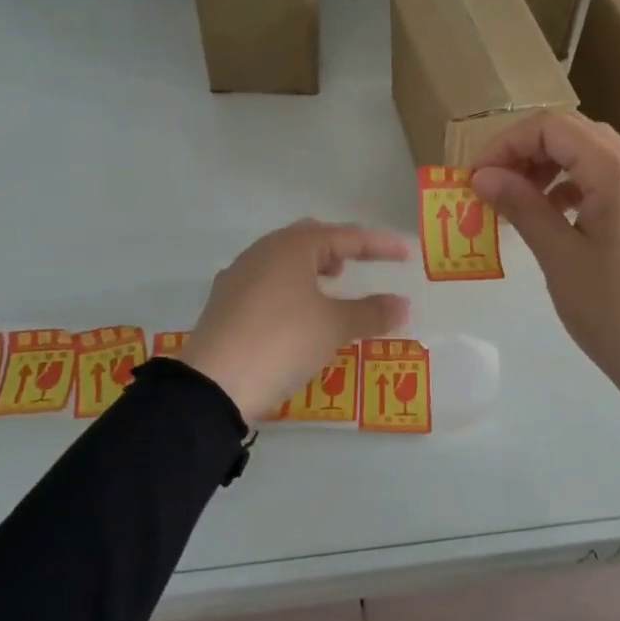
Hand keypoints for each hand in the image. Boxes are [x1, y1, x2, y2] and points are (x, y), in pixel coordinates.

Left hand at [179, 222, 411, 419]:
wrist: (214, 384)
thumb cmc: (283, 342)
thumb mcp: (334, 327)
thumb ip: (371, 312)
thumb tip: (401, 304)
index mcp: (291, 247)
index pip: (345, 236)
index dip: (378, 245)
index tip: (405, 254)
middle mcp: (262, 252)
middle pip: (309, 239)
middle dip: (339, 248)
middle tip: (361, 263)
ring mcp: (238, 276)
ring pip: (284, 259)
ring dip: (313, 267)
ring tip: (332, 286)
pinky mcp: (225, 303)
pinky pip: (267, 282)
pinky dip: (291, 287)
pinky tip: (296, 312)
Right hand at [471, 113, 619, 414]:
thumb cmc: (612, 309)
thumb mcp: (559, 257)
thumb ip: (521, 207)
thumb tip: (482, 177)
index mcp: (617, 173)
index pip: (552, 127)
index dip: (506, 144)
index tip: (476, 178)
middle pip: (572, 133)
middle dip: (524, 152)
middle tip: (490, 185)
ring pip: (588, 155)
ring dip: (546, 168)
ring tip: (514, 200)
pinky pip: (604, 180)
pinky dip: (570, 186)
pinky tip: (548, 215)